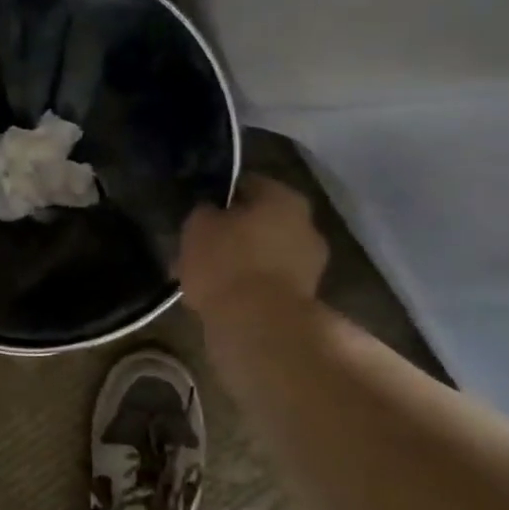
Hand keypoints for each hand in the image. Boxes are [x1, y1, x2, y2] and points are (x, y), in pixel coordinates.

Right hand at [178, 175, 328, 313]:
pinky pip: (268, 283)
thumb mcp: (198, 226)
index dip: (220, 195)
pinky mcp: (304, 299)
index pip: (247, 184)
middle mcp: (306, 225)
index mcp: (284, 198)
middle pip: (260, 221)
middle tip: (200, 246)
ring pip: (264, 254)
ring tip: (204, 277)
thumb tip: (211, 212)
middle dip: (232, 232)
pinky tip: (220, 298)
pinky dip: (248, 288)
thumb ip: (205, 212)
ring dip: (240, 262)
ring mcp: (310, 265)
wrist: (258, 326)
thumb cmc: (227, 262)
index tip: (199, 210)